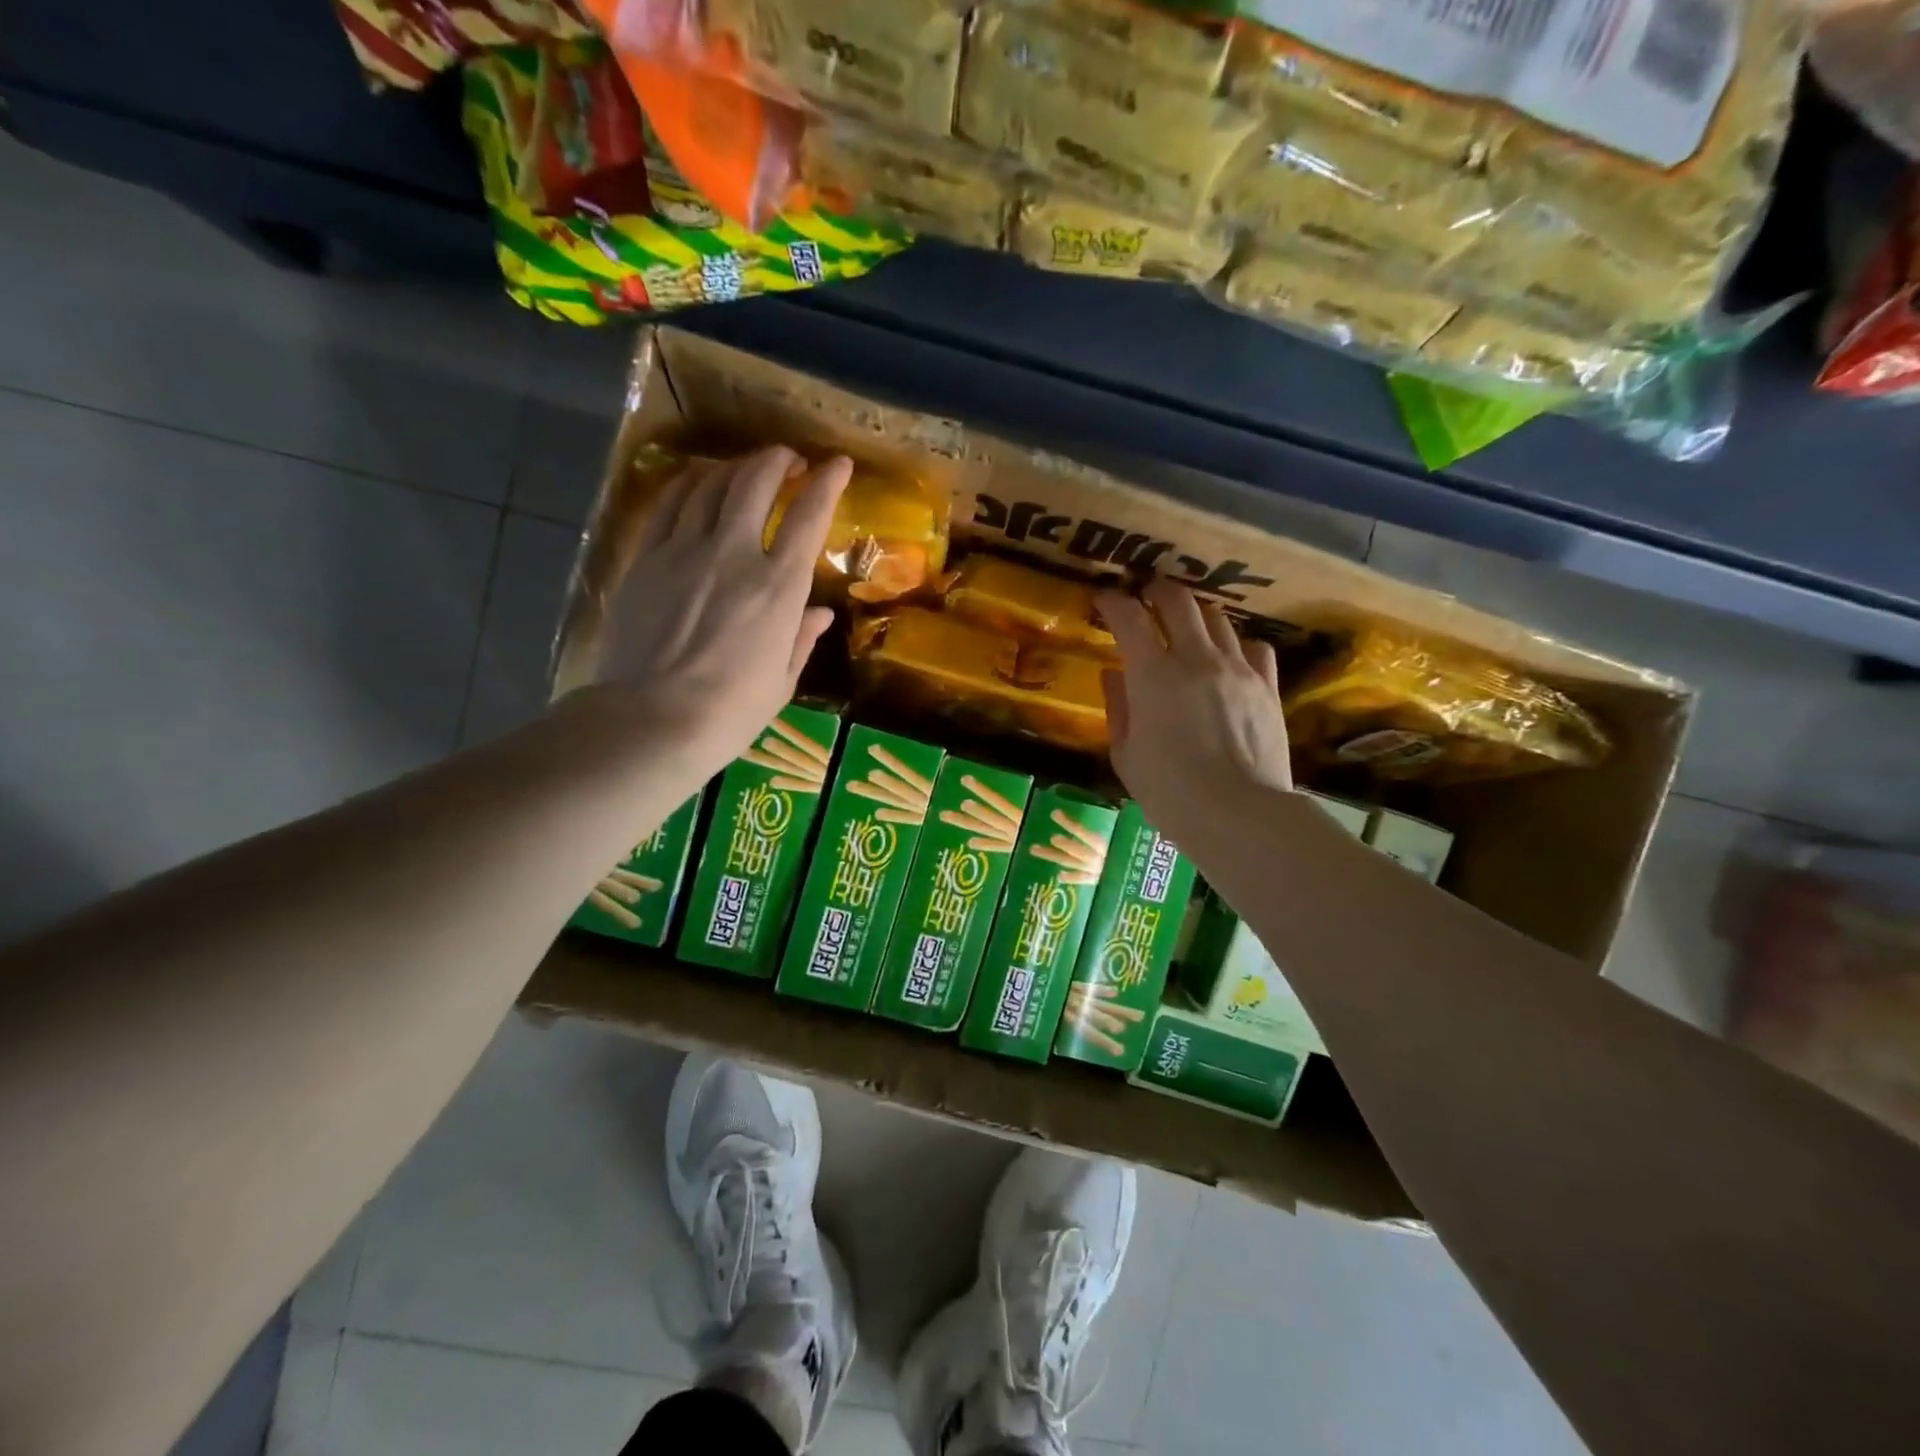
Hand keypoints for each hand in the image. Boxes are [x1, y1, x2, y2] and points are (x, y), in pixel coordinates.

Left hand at [596, 446, 847, 783]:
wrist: (653, 720)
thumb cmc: (731, 711)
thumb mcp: (782, 681)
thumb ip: (801, 638)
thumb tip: (820, 613)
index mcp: (778, 587)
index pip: (808, 517)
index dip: (826, 483)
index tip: (837, 464)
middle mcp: (733, 554)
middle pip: (755, 484)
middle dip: (776, 461)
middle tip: (788, 459)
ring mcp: (684, 551)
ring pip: (710, 486)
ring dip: (734, 467)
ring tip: (745, 467)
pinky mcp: (645, 559)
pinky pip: (669, 504)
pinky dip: (689, 484)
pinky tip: (697, 482)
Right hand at [1094, 580, 1292, 850]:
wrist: (1238, 815)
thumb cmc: (1169, 793)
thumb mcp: (1126, 755)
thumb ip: (1118, 707)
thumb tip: (1114, 675)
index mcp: (1152, 675)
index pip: (1128, 617)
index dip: (1112, 601)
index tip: (1104, 599)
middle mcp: (1196, 658)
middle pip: (1178, 601)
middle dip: (1157, 590)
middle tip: (1146, 594)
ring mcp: (1237, 669)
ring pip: (1217, 618)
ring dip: (1196, 615)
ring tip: (1187, 625)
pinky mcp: (1267, 686)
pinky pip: (1255, 646)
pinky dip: (1236, 643)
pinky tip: (1229, 656)